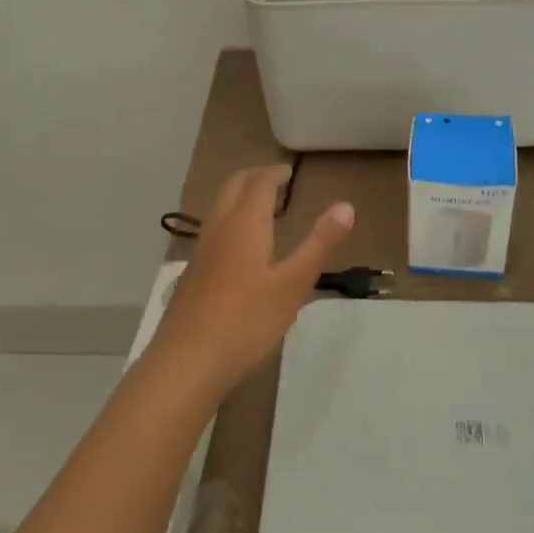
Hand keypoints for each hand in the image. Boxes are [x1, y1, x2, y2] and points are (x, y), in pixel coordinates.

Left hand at [150, 165, 354, 396]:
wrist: (187, 361)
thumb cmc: (247, 320)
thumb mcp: (293, 283)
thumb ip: (319, 243)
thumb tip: (346, 206)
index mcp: (244, 224)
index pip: (258, 183)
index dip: (274, 173)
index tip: (289, 171)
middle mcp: (219, 228)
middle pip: (232, 187)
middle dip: (254, 177)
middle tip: (275, 180)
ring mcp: (200, 252)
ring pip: (218, 208)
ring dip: (238, 197)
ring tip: (260, 208)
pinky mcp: (191, 275)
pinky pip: (212, 231)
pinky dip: (229, 221)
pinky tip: (239, 249)